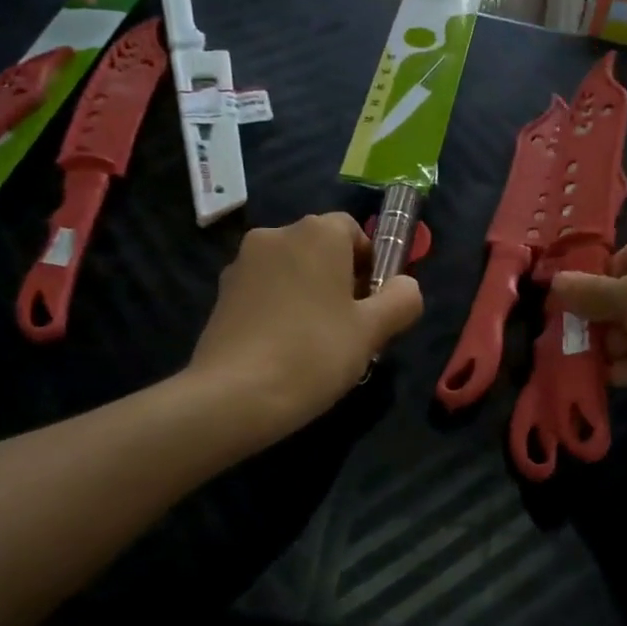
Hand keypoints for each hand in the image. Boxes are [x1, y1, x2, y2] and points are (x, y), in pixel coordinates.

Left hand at [189, 213, 422, 438]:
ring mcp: (242, 263)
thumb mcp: (373, 331)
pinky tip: (283, 348)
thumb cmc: (314, 353)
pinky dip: (279, 308)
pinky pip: (264, 291)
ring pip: (291, 270)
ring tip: (316, 343)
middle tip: (350, 327)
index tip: (373, 304)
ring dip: (308, 294)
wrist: (234, 394)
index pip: (353, 231)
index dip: (370, 264)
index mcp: (317, 233)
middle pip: (320, 249)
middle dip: (339, 279)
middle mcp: (276, 235)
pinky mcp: (221, 293)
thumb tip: (405, 287)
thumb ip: (401, 300)